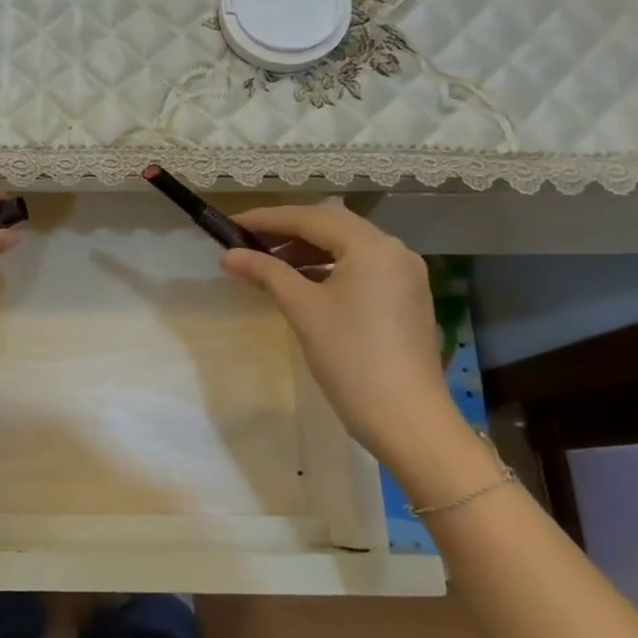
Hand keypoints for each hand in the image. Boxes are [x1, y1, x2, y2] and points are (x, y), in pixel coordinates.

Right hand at [221, 203, 480, 482]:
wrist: (408, 420)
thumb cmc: (351, 358)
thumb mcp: (303, 309)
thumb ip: (266, 272)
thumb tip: (229, 255)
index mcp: (371, 246)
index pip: (310, 218)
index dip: (266, 219)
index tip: (230, 224)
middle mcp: (394, 250)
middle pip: (331, 225)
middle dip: (288, 230)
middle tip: (248, 241)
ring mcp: (405, 274)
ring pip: (347, 246)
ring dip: (307, 250)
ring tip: (268, 263)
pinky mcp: (406, 297)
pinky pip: (361, 267)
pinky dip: (329, 267)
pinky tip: (302, 282)